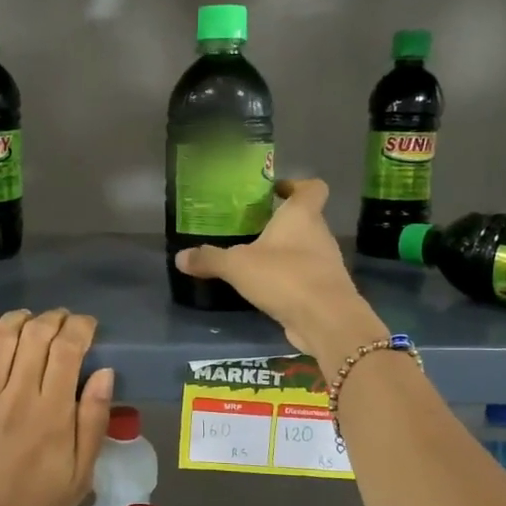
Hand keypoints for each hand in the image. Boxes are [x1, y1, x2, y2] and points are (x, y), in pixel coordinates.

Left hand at [0, 309, 114, 505]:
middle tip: (62, 321)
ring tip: (31, 319)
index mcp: (53, 414)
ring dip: (19, 319)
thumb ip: (94, 420)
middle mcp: (18, 396)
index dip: (80, 327)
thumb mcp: (82, 474)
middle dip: (54, 319)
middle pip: (35, 336)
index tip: (88, 326)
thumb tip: (104, 372)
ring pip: (1, 339)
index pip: (68, 350)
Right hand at [173, 178, 386, 358]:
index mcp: (302, 216)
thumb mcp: (237, 266)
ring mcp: (326, 264)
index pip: (312, 188)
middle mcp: (319, 235)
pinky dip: (289, 279)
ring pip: (306, 249)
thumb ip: (209, 259)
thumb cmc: (285, 276)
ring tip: (255, 260)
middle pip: (306, 219)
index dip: (296, 185)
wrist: (326, 320)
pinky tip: (266, 289)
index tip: (276, 191)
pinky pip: (305, 277)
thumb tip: (180, 257)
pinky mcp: (325, 291)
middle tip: (252, 228)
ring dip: (285, 253)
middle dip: (282, 223)